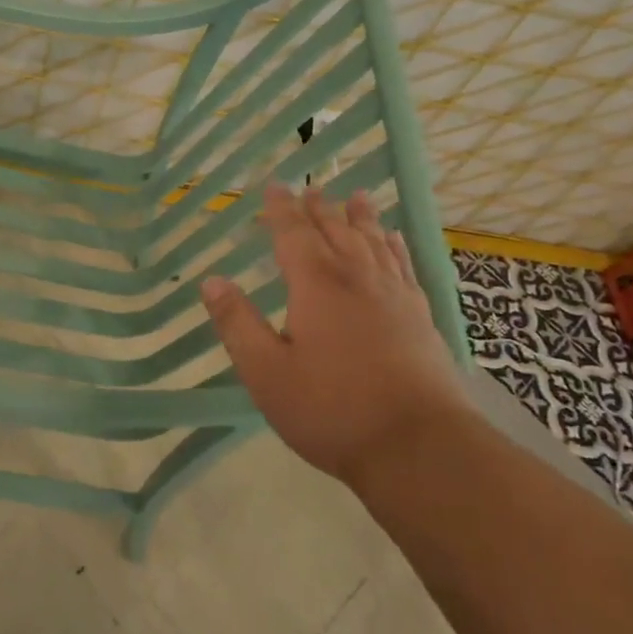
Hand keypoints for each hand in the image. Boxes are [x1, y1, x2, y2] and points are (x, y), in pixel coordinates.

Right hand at [201, 184, 466, 484]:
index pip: (294, 234)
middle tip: (310, 189)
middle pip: (336, 231)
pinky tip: (394, 241)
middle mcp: (357, 279)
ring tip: (356, 197)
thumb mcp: (266, 372)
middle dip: (319, 209)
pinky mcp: (420, 317)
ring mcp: (395, 296)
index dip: (281, 209)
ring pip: (374, 242)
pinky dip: (394, 246)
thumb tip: (211, 281)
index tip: (274, 186)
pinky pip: (404, 265)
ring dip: (360, 217)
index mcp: (316, 286)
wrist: (417, 447)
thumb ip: (238, 324)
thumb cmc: (331, 409)